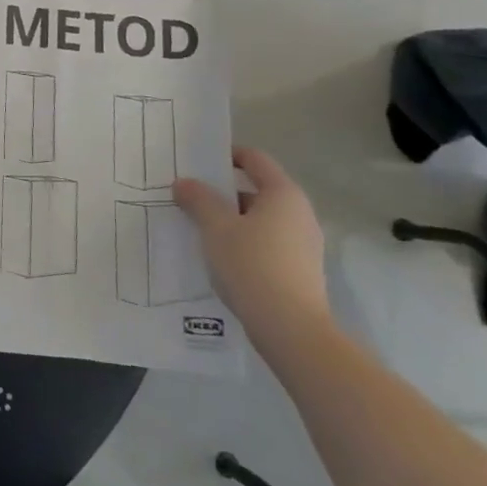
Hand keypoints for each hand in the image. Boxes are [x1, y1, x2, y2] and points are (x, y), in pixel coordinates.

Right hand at [175, 147, 329, 349]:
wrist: (291, 330)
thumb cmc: (252, 265)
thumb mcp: (216, 227)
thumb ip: (198, 199)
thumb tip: (183, 183)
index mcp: (283, 194)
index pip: (254, 159)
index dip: (226, 155)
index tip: (196, 163)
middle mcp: (299, 213)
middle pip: (255, 190)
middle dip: (221, 192)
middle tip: (188, 197)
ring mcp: (303, 244)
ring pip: (259, 220)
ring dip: (229, 220)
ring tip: (197, 229)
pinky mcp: (299, 270)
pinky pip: (265, 243)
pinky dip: (242, 242)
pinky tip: (218, 257)